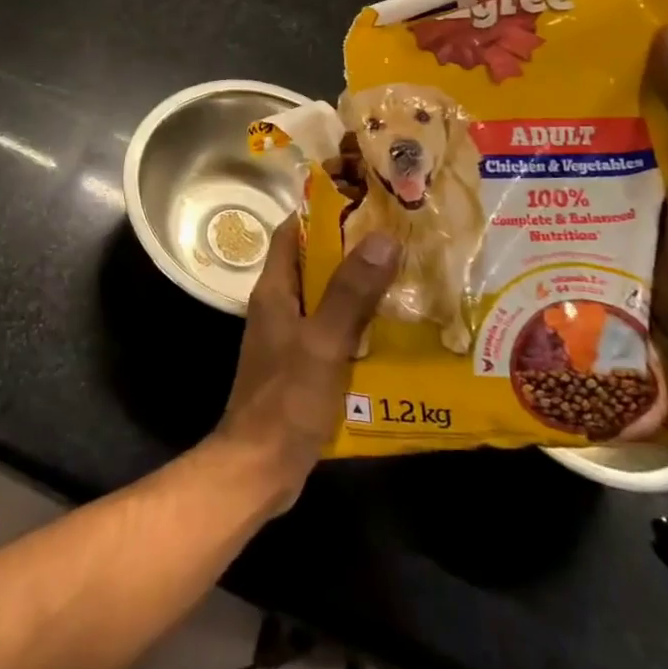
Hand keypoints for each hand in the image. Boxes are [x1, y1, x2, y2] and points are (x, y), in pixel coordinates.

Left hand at [210, 220, 397, 513]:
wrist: (259, 468)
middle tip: (401, 237)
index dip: (325, 211)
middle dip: (353, 248)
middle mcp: (279, 305)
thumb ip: (350, 292)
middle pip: (315, 262)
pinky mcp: (303, 364)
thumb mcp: (324, 342)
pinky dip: (358, 324)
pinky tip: (394, 330)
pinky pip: (333, 330)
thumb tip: (383, 236)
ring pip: (326, 297)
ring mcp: (290, 336)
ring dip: (359, 287)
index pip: (294, 231)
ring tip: (407, 276)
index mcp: (275, 289)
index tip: (367, 200)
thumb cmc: (286, 399)